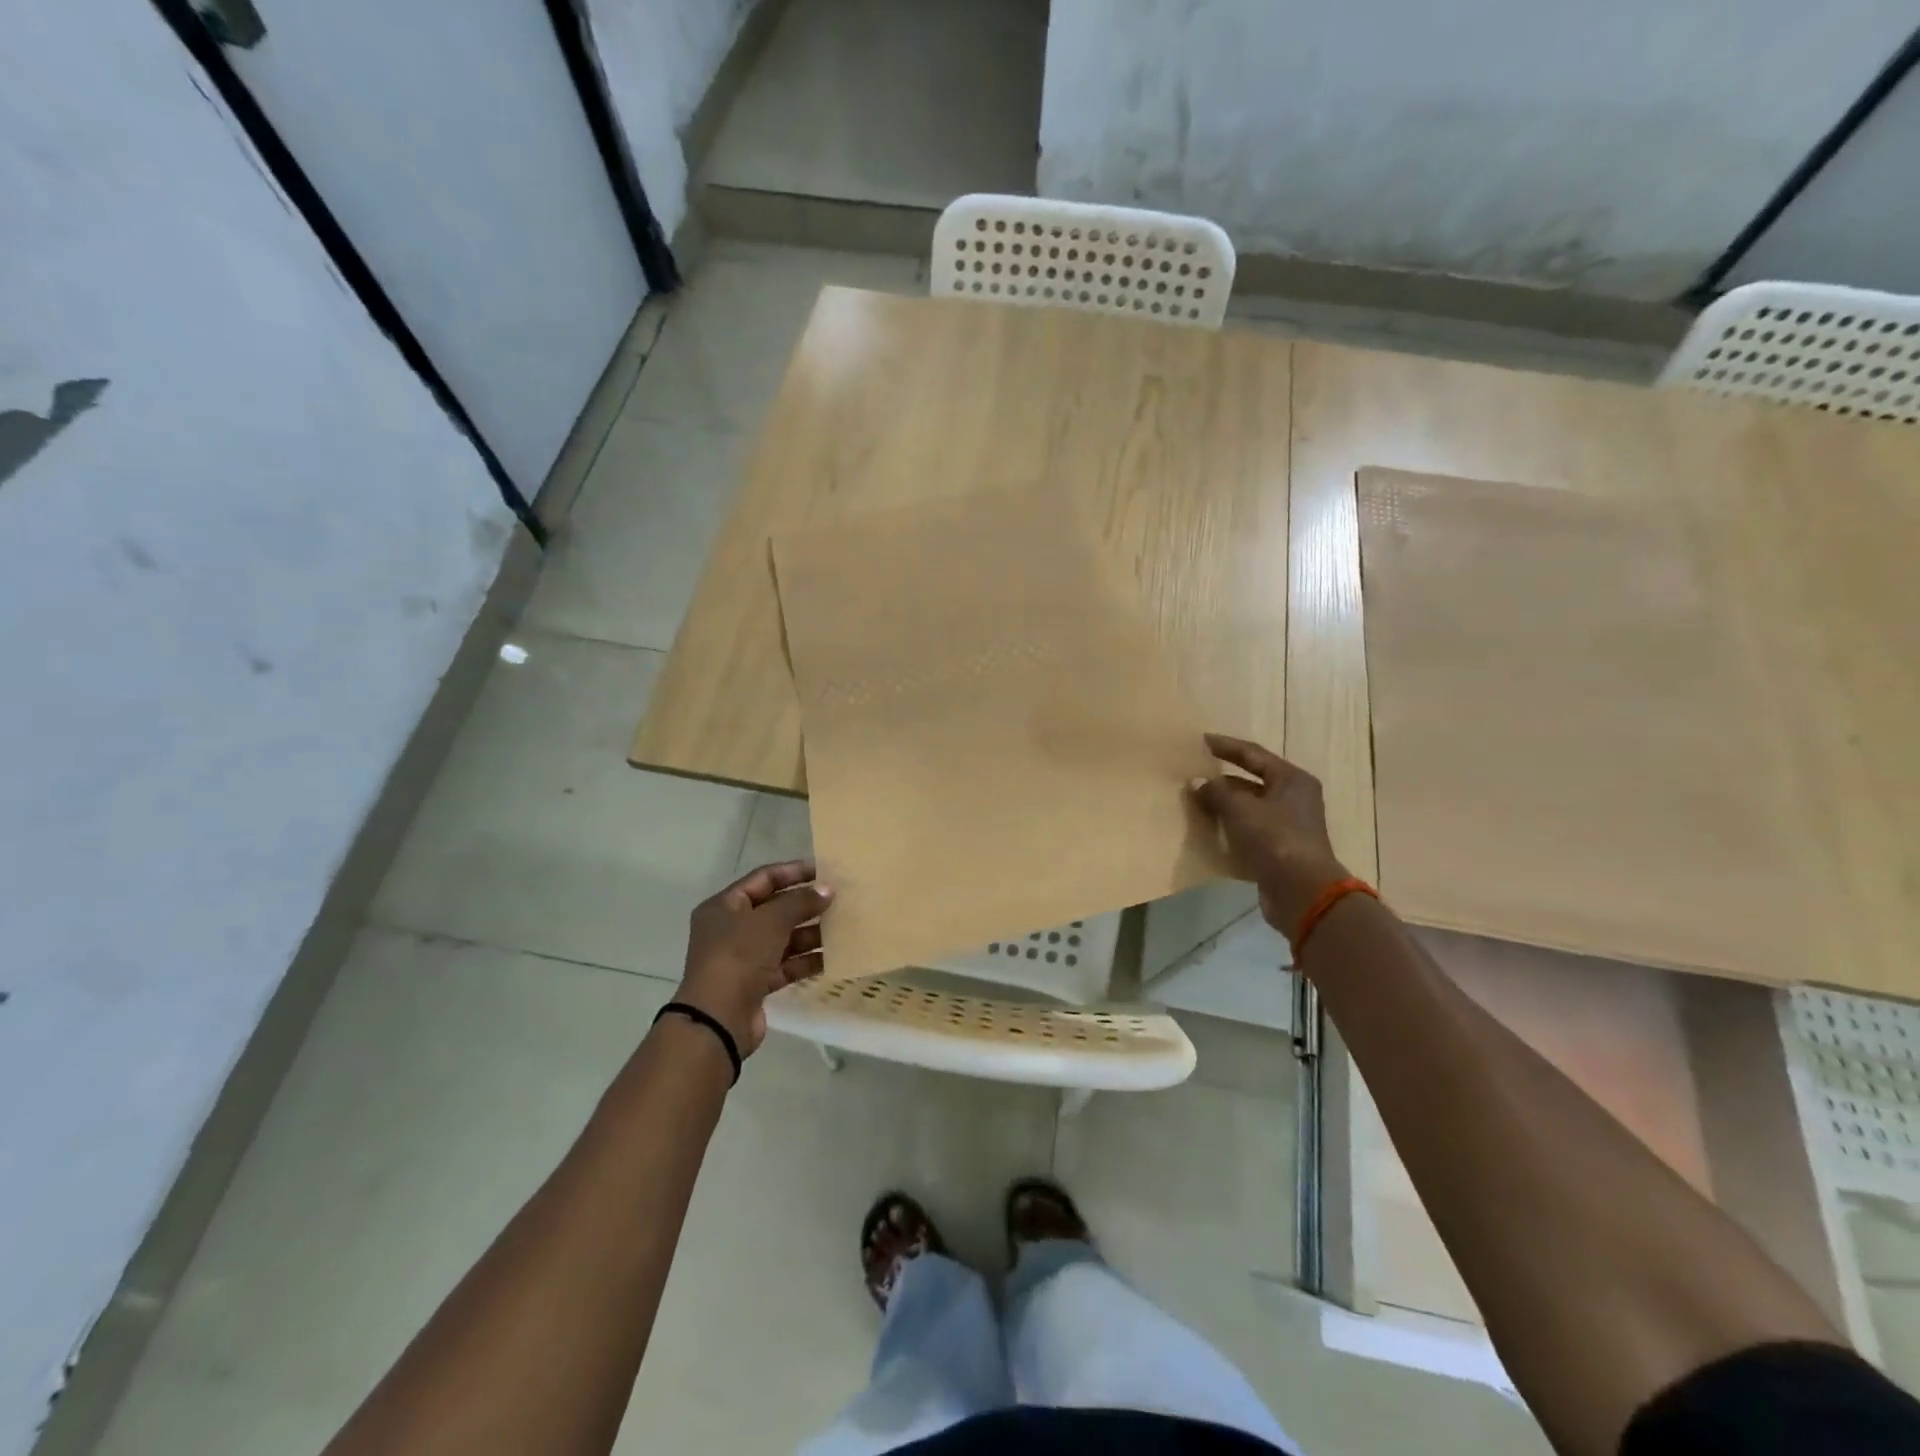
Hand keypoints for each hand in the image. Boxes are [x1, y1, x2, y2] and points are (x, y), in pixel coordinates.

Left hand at [676, 860, 831, 1057]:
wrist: (718, 1019)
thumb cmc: (739, 956)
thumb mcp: (770, 920)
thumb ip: (801, 902)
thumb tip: (827, 890)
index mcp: (724, 906)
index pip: (763, 879)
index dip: (793, 872)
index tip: (823, 870)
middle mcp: (731, 929)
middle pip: (775, 909)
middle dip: (806, 905)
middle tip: (839, 899)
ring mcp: (744, 958)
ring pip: (784, 938)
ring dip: (811, 933)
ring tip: (843, 927)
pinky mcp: (756, 983)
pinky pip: (787, 965)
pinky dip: (807, 960)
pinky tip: (833, 956)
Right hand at [1188, 734, 1349, 935]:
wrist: (1301, 891)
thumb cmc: (1274, 839)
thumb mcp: (1240, 809)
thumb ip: (1215, 792)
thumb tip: (1196, 782)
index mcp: (1291, 780)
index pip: (1253, 754)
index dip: (1226, 746)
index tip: (1201, 740)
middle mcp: (1293, 798)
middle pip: (1252, 781)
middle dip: (1222, 780)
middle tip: (1193, 774)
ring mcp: (1288, 826)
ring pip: (1249, 808)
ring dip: (1223, 805)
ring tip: (1194, 801)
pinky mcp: (1279, 849)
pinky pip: (1248, 831)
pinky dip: (1229, 828)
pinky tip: (1207, 829)